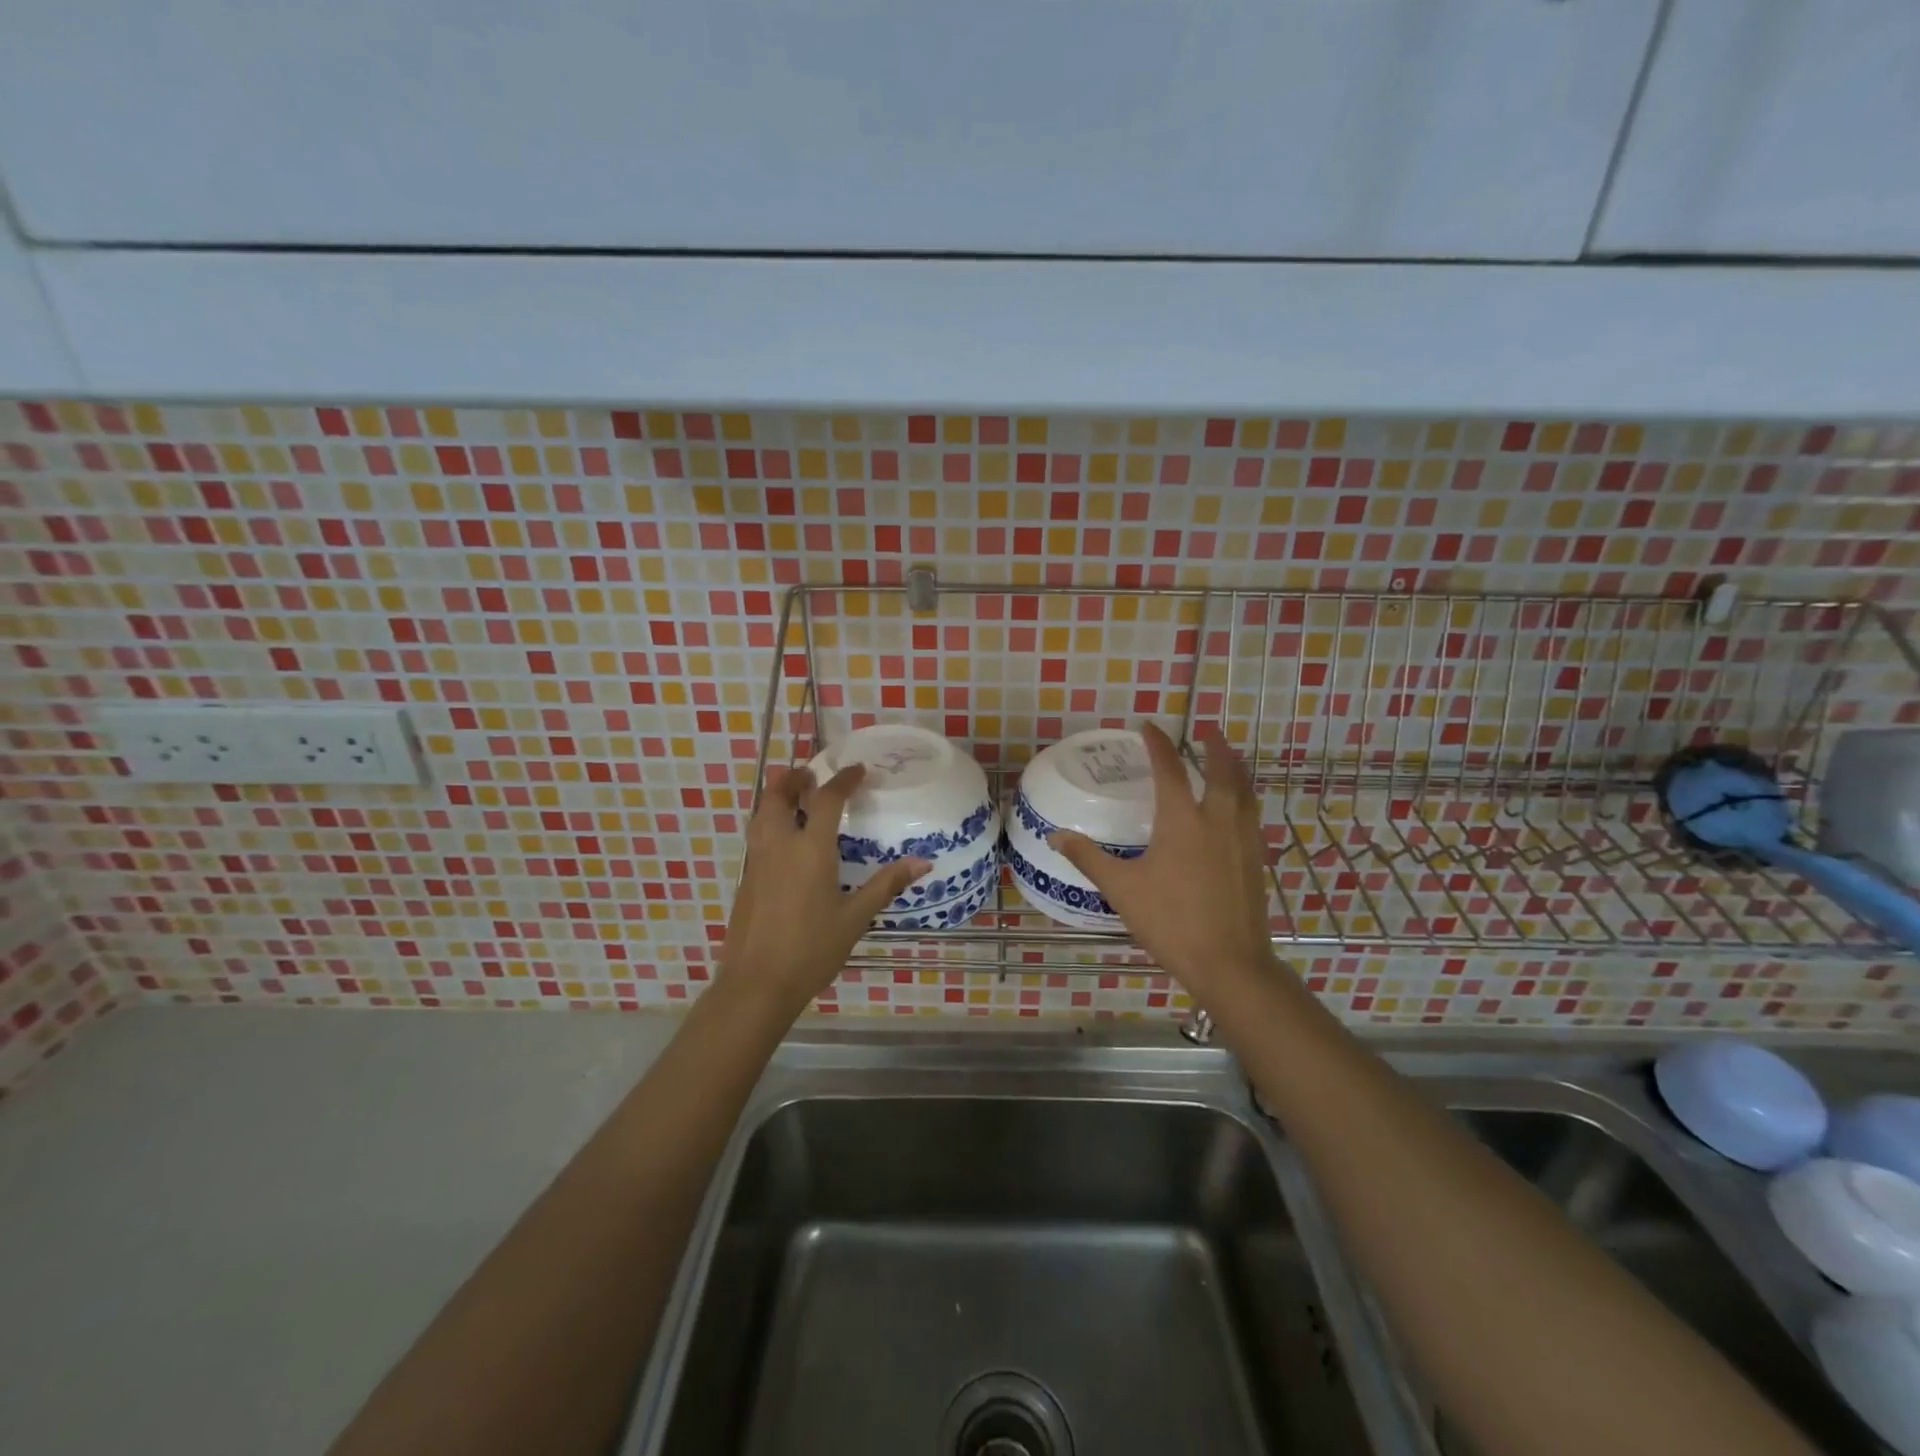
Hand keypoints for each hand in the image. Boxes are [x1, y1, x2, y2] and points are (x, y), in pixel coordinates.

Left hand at [719, 763, 930, 1014]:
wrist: (757, 984)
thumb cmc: (812, 949)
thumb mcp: (855, 918)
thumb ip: (886, 885)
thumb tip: (923, 862)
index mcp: (810, 850)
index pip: (826, 800)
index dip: (843, 780)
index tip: (857, 769)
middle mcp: (780, 846)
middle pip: (778, 797)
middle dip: (793, 779)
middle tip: (810, 774)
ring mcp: (758, 862)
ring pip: (761, 814)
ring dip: (776, 797)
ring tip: (793, 796)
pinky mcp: (747, 880)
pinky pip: (756, 836)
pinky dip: (769, 822)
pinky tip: (783, 840)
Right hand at [1050, 723, 1275, 1004]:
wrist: (1230, 963)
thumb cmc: (1171, 922)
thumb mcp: (1122, 889)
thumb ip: (1089, 858)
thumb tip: (1056, 835)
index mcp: (1182, 821)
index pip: (1169, 770)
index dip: (1158, 745)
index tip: (1149, 726)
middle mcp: (1217, 821)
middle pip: (1222, 772)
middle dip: (1214, 748)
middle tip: (1208, 730)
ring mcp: (1243, 840)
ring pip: (1245, 792)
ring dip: (1237, 768)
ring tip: (1231, 758)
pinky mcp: (1257, 861)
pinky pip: (1252, 815)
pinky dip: (1246, 798)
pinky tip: (1240, 810)